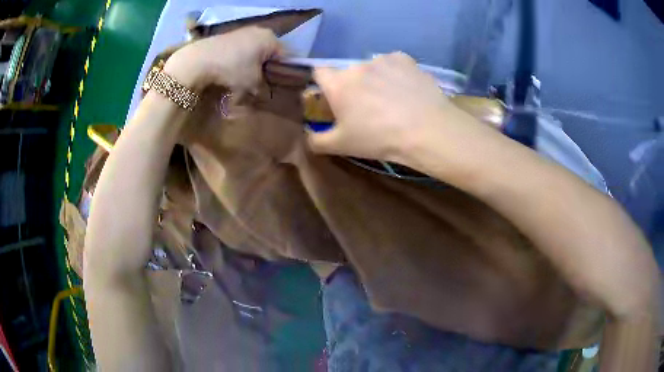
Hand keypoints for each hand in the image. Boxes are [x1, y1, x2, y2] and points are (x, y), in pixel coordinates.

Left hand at [163, 27, 281, 91]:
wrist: (198, 60)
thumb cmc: (232, 69)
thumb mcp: (252, 83)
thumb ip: (264, 87)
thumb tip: (266, 92)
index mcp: (271, 38)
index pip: (286, 56)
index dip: (284, 73)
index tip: (279, 87)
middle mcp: (260, 31)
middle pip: (270, 53)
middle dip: (267, 69)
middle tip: (262, 85)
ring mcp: (242, 32)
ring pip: (255, 52)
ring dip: (252, 66)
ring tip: (244, 81)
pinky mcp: (228, 37)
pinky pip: (241, 51)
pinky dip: (240, 61)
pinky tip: (232, 72)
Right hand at [307, 52, 456, 160]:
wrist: (426, 130)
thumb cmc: (379, 138)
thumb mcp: (342, 146)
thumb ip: (316, 140)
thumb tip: (307, 135)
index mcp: (338, 84)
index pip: (319, 72)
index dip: (323, 83)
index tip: (332, 97)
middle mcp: (357, 66)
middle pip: (348, 73)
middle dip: (352, 86)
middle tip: (367, 107)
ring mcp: (382, 60)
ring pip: (372, 68)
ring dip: (375, 79)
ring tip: (392, 99)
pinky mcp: (404, 59)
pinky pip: (393, 64)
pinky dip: (395, 73)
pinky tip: (406, 89)